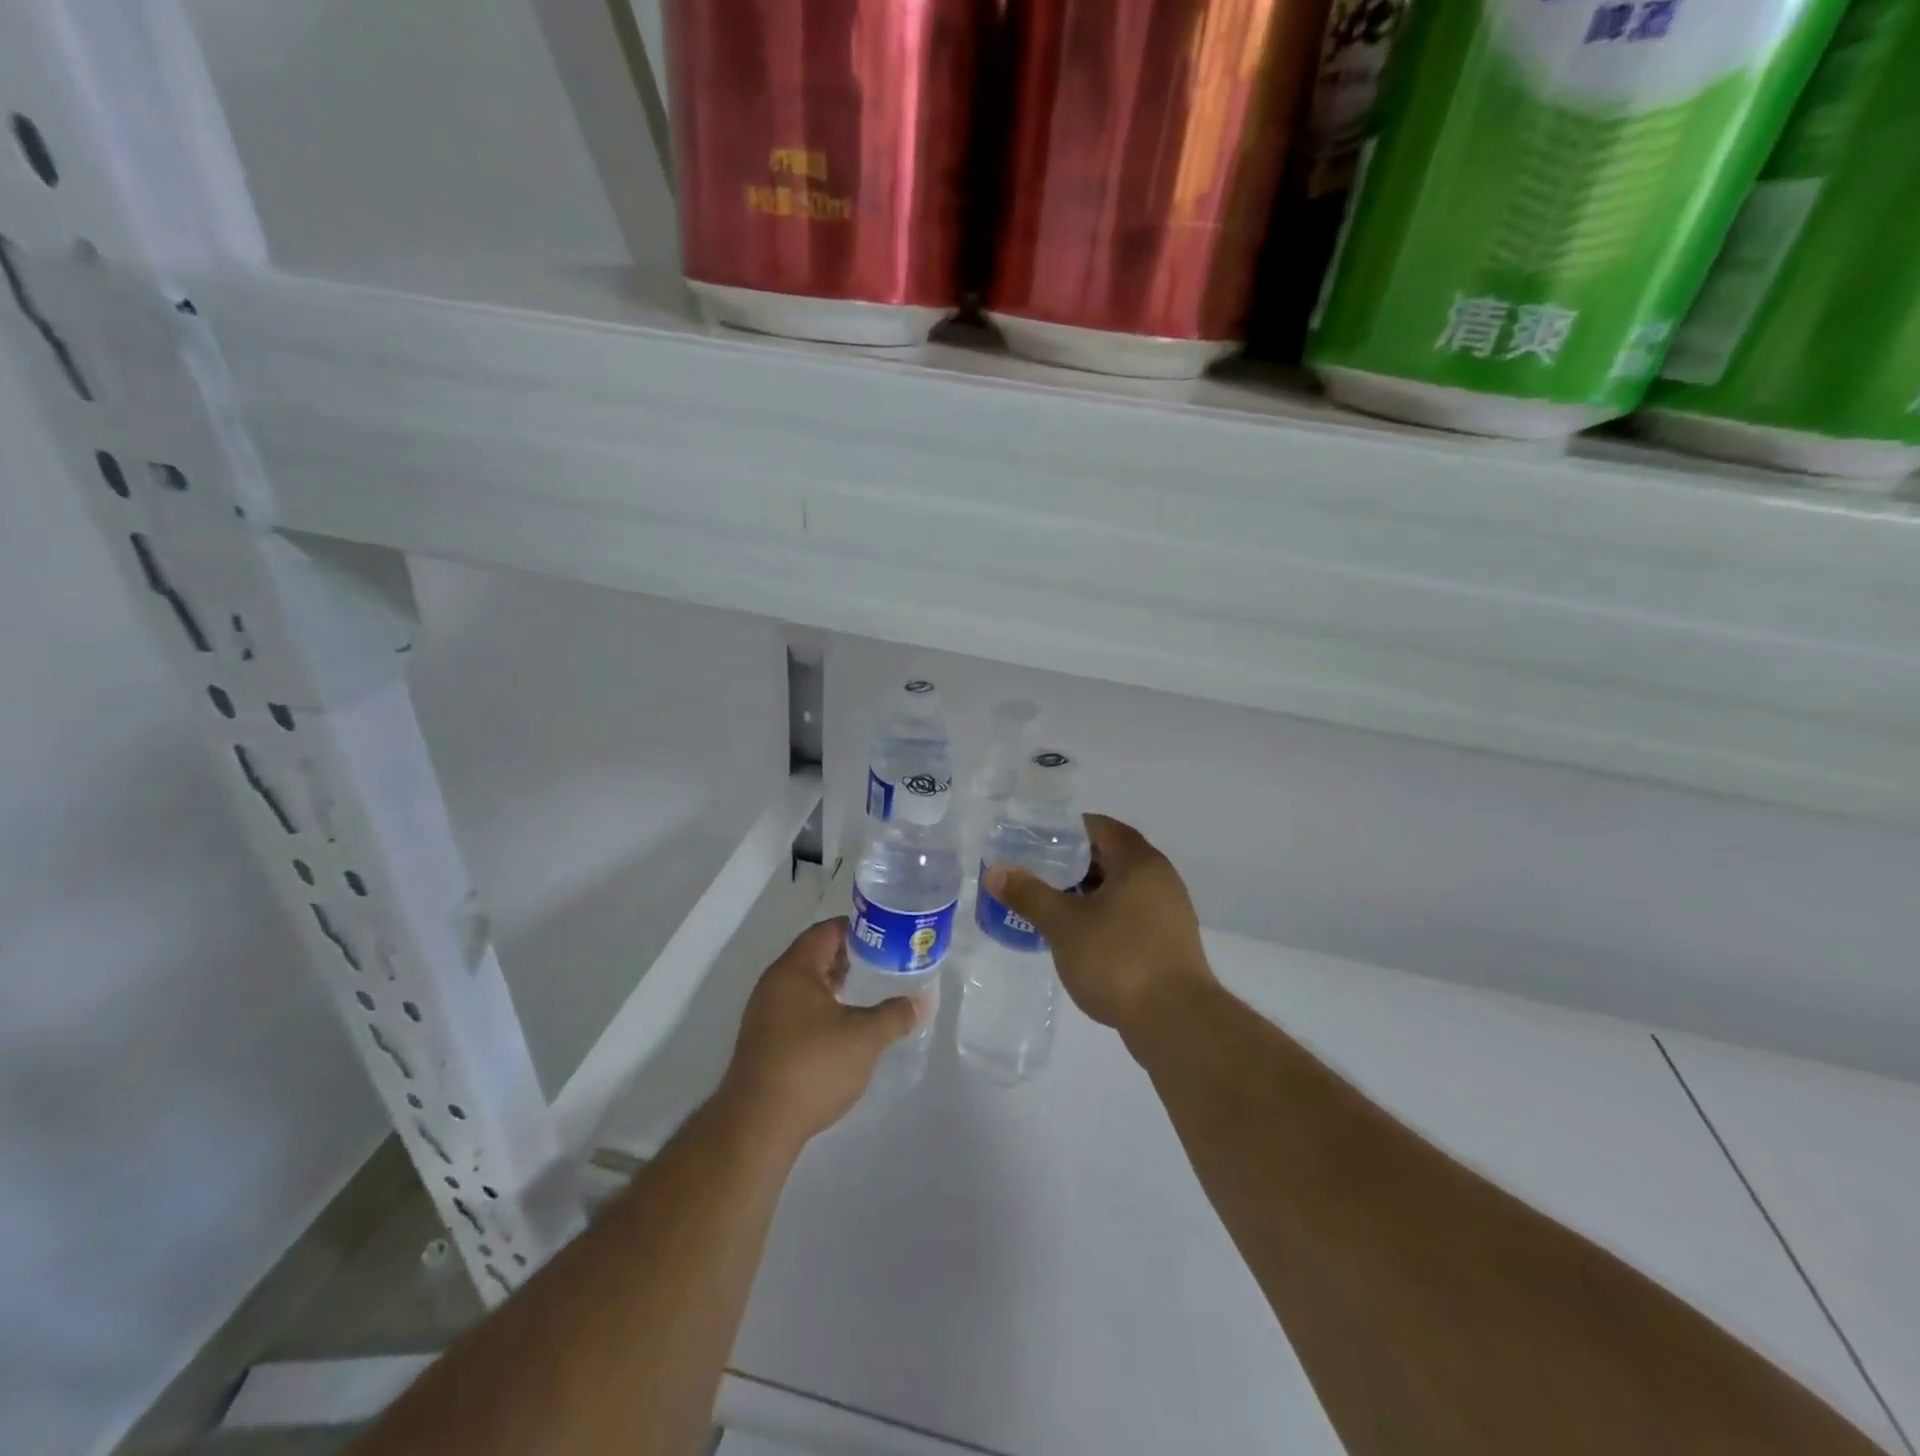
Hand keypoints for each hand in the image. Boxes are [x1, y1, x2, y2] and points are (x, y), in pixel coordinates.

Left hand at [719, 918, 923, 1146]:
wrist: (758, 1125)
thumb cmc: (813, 1066)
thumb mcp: (865, 1037)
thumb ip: (895, 1014)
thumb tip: (921, 1002)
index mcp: (794, 969)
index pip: (827, 931)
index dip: (858, 930)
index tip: (887, 937)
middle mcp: (774, 983)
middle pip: (815, 956)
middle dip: (850, 958)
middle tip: (884, 964)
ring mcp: (765, 1014)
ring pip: (806, 985)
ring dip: (836, 986)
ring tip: (869, 995)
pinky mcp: (763, 1042)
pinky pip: (797, 1010)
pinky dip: (822, 1009)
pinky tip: (844, 1029)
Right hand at [984, 814, 1214, 1037]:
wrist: (1176, 1022)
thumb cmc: (1118, 959)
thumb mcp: (1064, 925)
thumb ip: (1029, 894)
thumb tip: (996, 871)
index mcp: (1139, 862)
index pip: (1100, 827)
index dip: (1066, 831)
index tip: (1035, 842)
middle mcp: (1160, 879)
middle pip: (1111, 856)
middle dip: (1072, 864)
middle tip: (1035, 874)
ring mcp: (1169, 912)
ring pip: (1120, 889)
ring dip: (1087, 893)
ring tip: (1050, 905)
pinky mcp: (1168, 943)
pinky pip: (1130, 915)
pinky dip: (1103, 917)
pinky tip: (1078, 937)